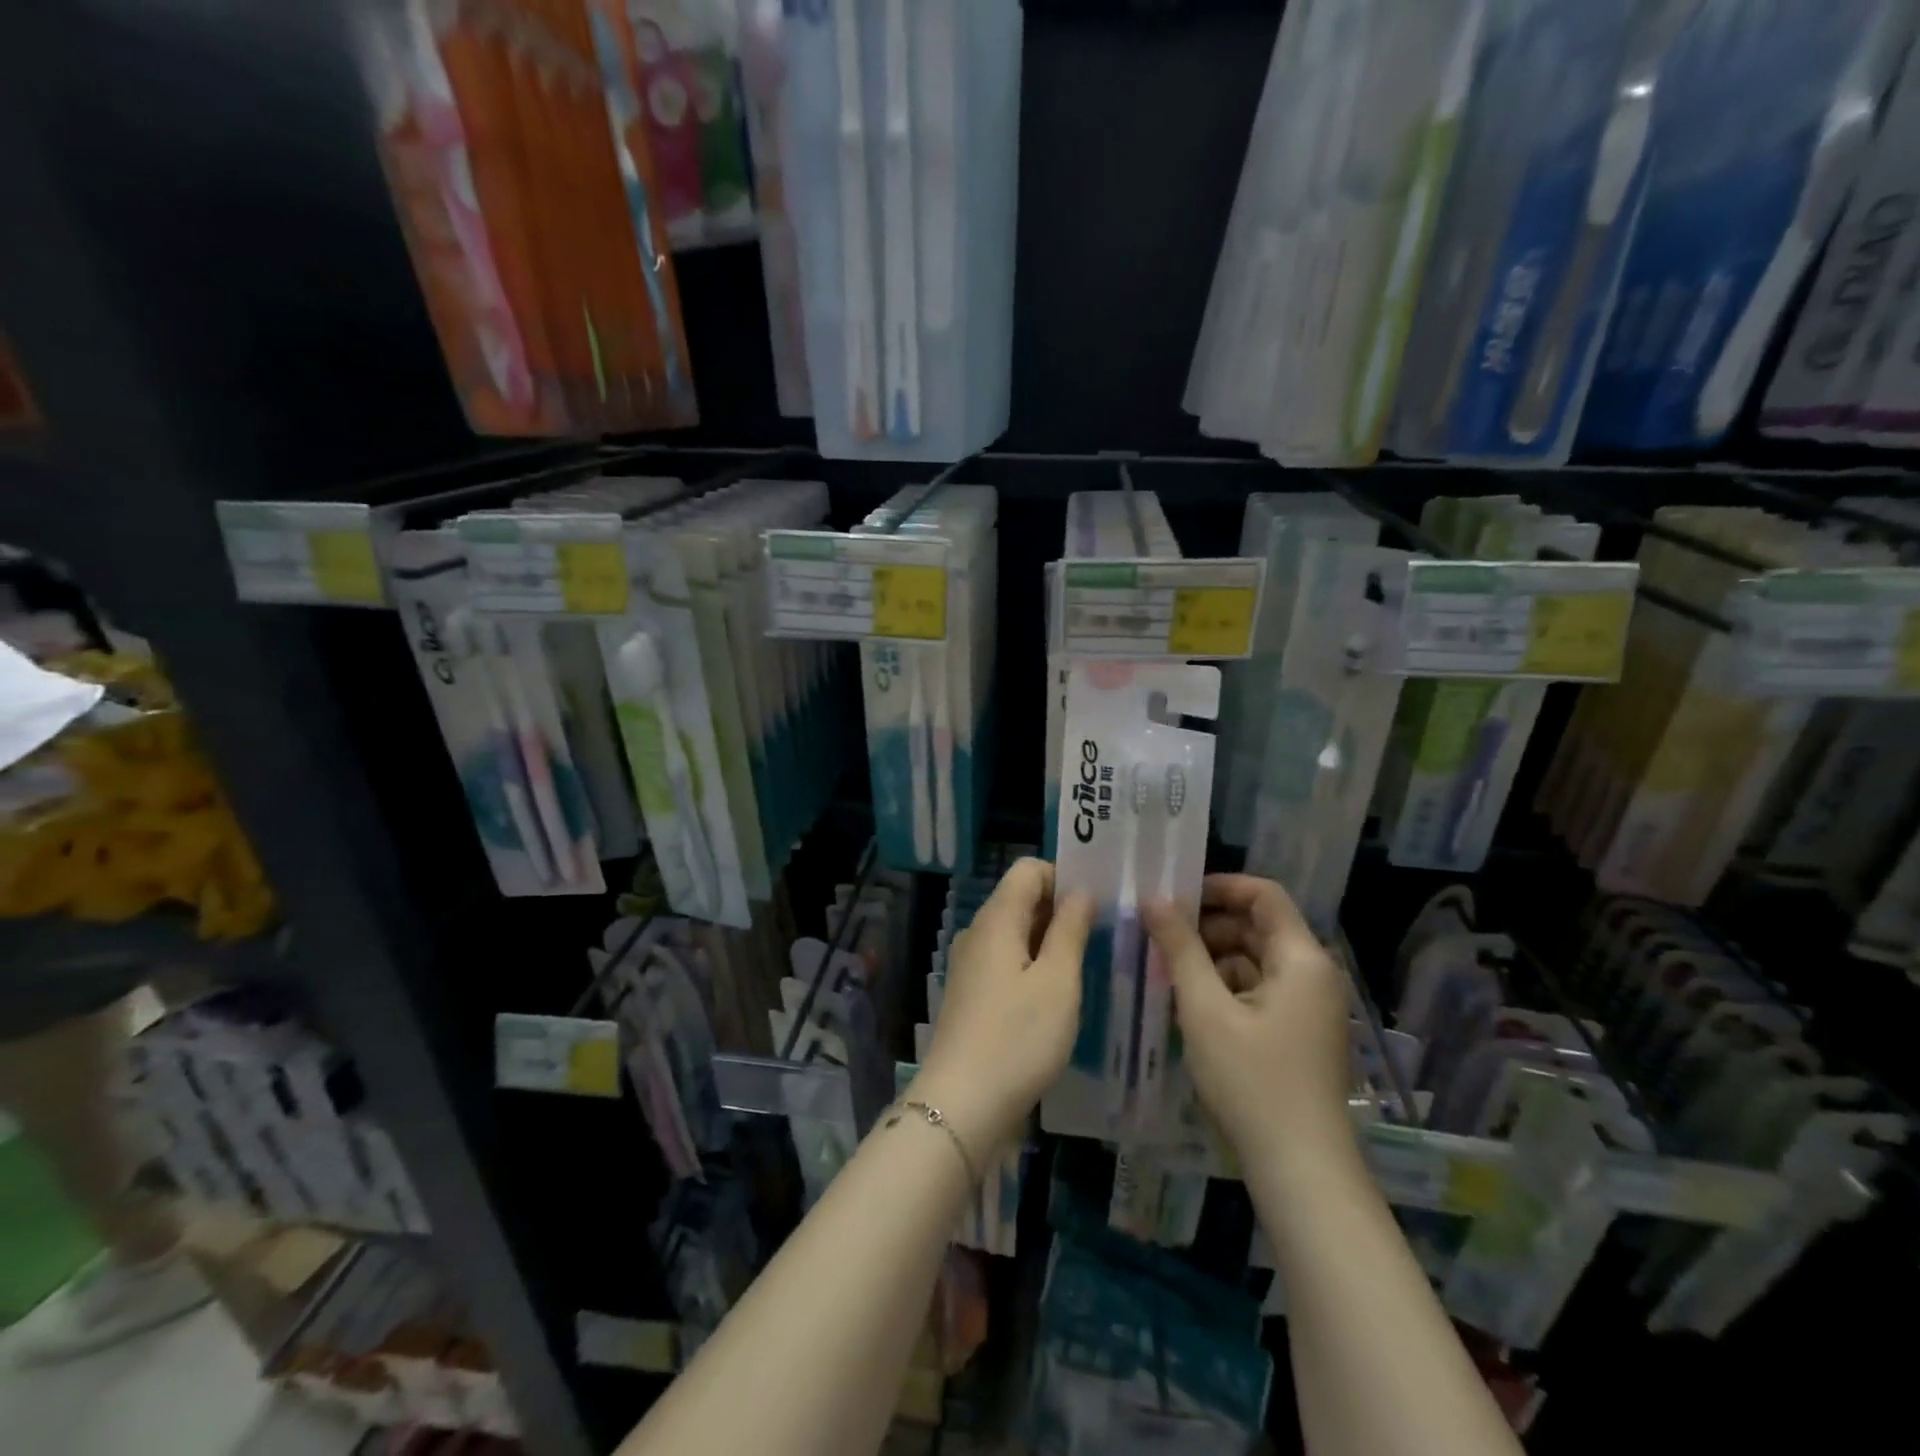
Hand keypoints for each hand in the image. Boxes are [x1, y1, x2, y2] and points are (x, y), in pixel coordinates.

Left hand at [913, 858, 1092, 1158]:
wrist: (962, 1105)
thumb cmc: (1018, 1038)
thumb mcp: (1058, 981)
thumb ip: (1070, 929)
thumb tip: (1080, 891)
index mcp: (996, 919)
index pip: (1029, 870)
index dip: (1064, 876)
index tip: (1098, 903)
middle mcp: (978, 933)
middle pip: (1021, 899)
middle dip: (1061, 909)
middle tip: (1104, 934)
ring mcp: (970, 965)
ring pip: (1016, 933)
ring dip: (1050, 940)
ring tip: (1088, 964)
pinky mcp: (971, 994)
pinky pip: (1007, 962)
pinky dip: (1034, 965)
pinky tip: (1058, 995)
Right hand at [1143, 875, 1353, 1174]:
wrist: (1301, 1169)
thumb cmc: (1252, 1080)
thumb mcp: (1205, 1008)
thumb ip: (1179, 947)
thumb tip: (1153, 899)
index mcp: (1302, 959)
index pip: (1263, 894)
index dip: (1219, 886)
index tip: (1174, 896)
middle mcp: (1313, 974)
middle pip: (1258, 927)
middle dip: (1207, 926)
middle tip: (1158, 935)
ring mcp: (1309, 1006)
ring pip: (1255, 960)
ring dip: (1212, 958)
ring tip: (1166, 970)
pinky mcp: (1300, 1033)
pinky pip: (1260, 990)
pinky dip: (1226, 987)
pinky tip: (1190, 1004)